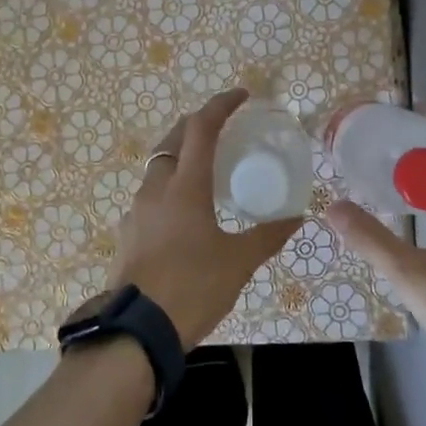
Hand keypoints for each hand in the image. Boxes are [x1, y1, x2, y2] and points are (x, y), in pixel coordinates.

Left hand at [110, 88, 301, 348]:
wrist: (137, 330)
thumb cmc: (192, 288)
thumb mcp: (238, 262)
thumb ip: (267, 236)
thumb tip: (297, 218)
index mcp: (185, 185)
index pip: (201, 127)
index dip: (221, 104)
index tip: (241, 95)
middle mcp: (156, 187)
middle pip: (174, 139)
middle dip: (198, 124)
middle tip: (223, 127)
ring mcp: (136, 209)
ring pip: (159, 165)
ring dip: (181, 154)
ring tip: (206, 168)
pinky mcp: (128, 231)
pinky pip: (151, 193)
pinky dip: (170, 185)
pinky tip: (184, 211)